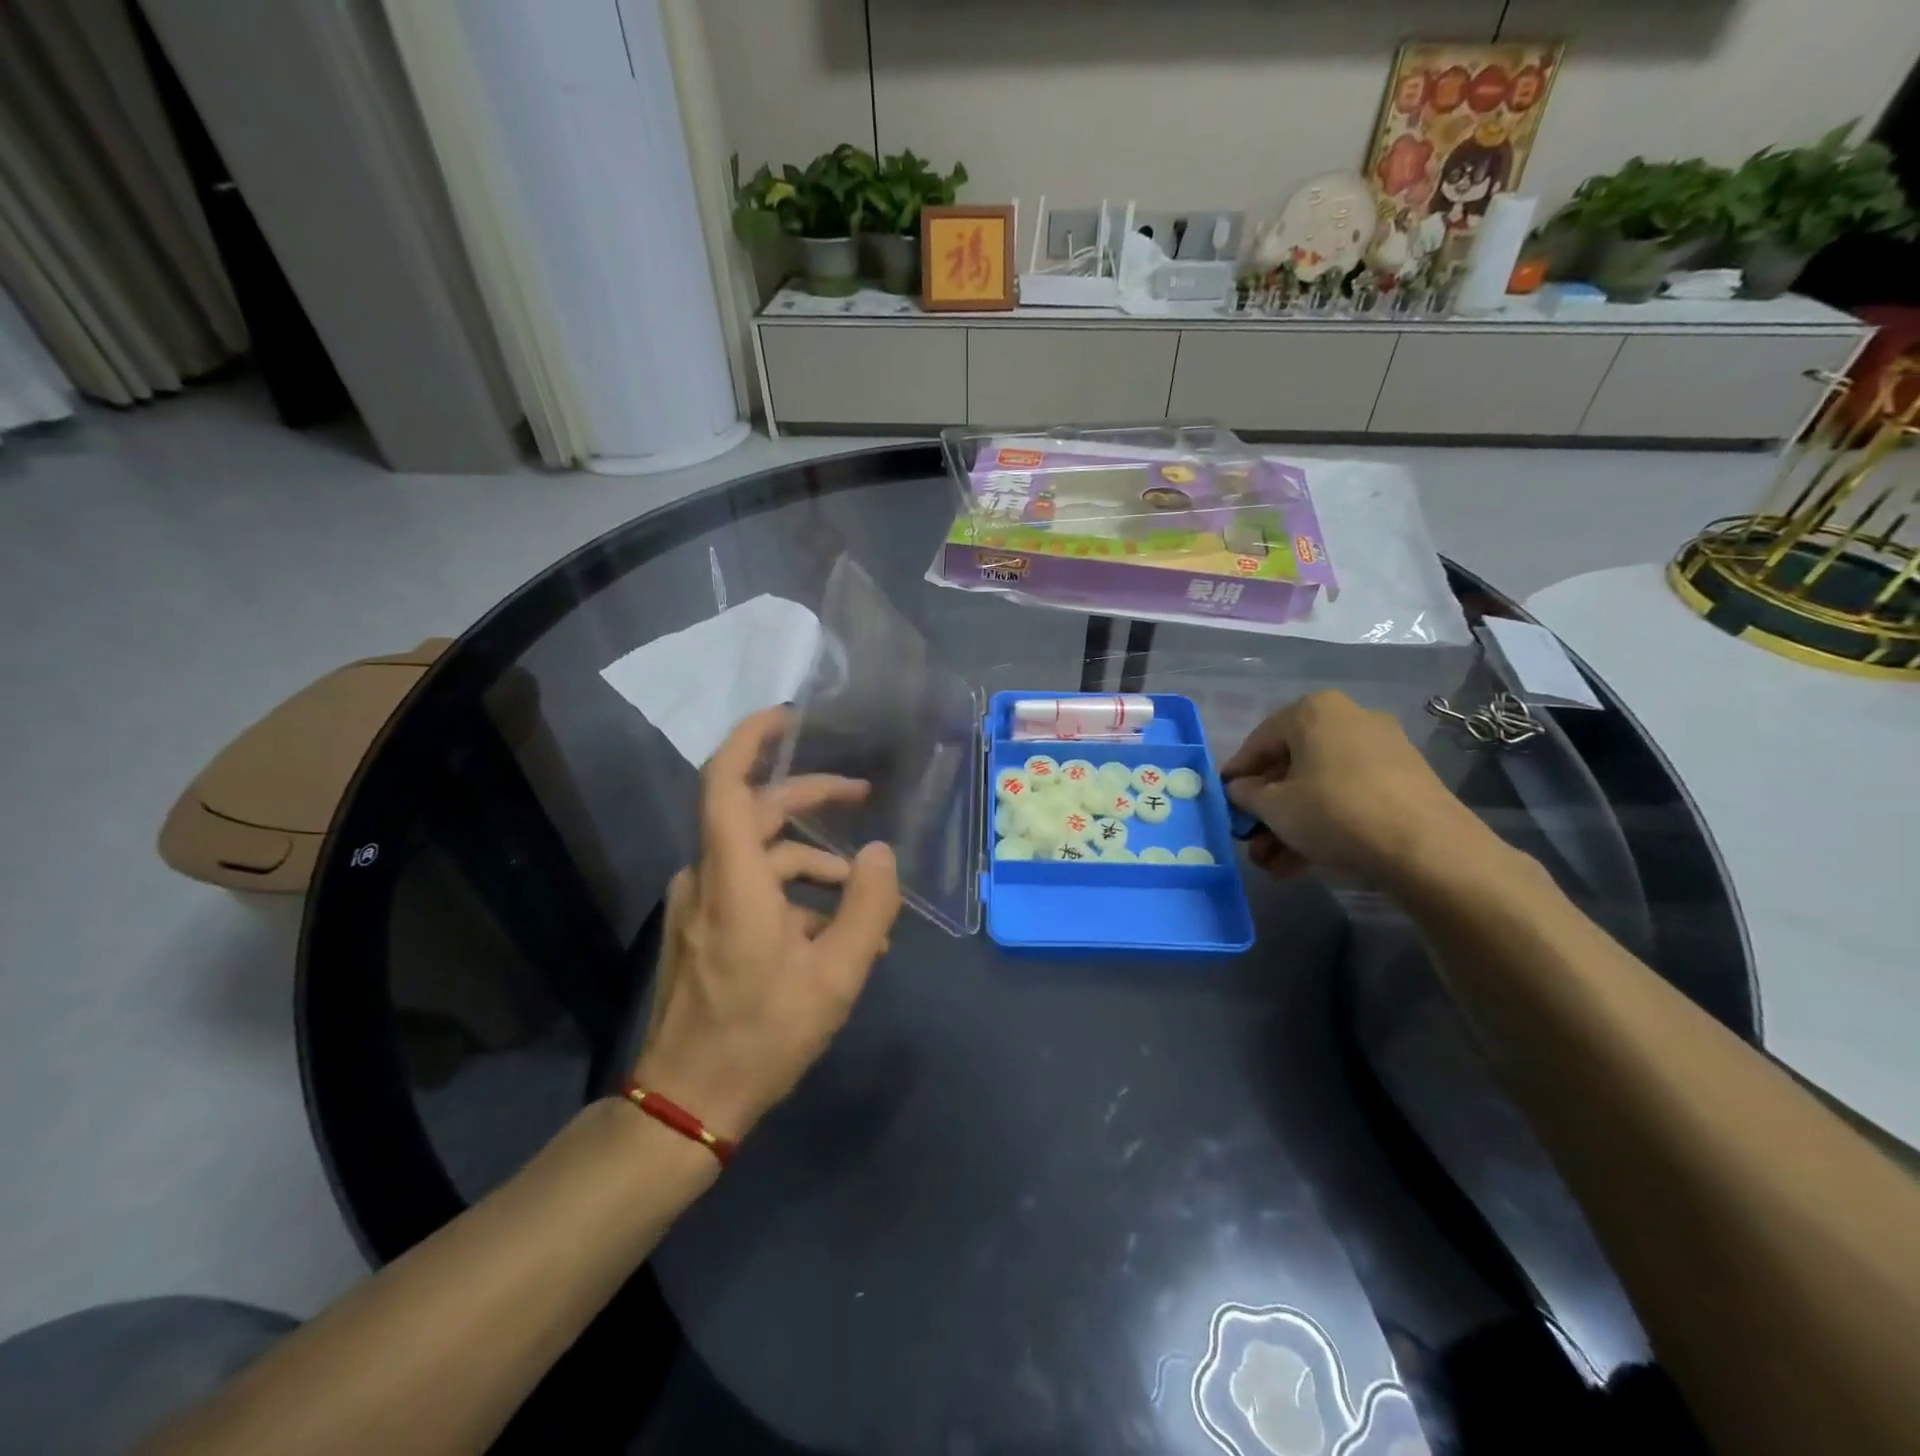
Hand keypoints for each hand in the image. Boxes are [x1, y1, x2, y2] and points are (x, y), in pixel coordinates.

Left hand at [633, 707, 900, 1141]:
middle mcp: (707, 877)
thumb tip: (880, 854)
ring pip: (760, 855)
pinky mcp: (702, 926)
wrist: (687, 1103)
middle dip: (811, 799)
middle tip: (862, 796)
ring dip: (813, 864)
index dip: (753, 738)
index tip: (791, 717)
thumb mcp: (837, 975)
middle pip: (756, 812)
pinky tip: (831, 929)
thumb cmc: (762, 1035)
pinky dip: (792, 893)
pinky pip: (751, 887)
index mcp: (734, 877)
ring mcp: (699, 903)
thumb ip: (868, 907)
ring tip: (864, 899)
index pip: (726, 782)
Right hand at [1219, 690, 1491, 886]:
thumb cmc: (1335, 813)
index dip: (1236, 776)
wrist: (1429, 850)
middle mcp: (1349, 720)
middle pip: (1291, 766)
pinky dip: (1324, 825)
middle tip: (1250, 841)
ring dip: (1291, 825)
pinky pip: (1348, 798)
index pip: (1258, 741)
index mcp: (1313, 711)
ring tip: (1273, 865)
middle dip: (1267, 810)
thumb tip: (1239, 790)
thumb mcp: (1274, 807)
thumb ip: (1246, 795)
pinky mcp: (1404, 783)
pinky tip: (1304, 863)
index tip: (1224, 805)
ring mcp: (1382, 751)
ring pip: (1319, 787)